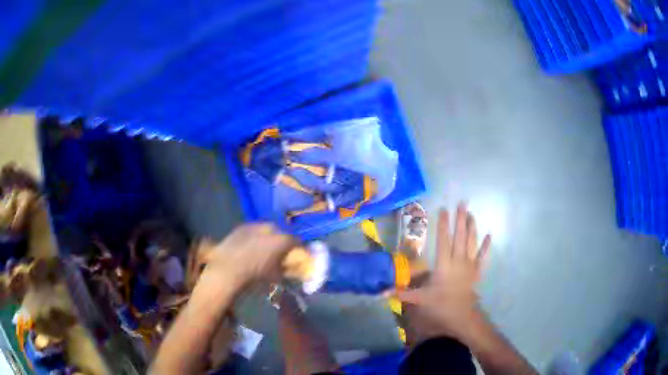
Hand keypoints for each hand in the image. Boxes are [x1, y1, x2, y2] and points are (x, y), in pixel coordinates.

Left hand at [195, 224, 296, 289]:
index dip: (299, 249)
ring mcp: (254, 226)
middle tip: (280, 253)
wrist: (228, 269)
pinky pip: (253, 230)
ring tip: (264, 250)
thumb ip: (290, 270)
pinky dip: (255, 237)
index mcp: (282, 240)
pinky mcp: (241, 227)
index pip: (297, 241)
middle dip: (283, 242)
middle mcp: (271, 228)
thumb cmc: (256, 275)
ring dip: (268, 238)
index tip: (298, 256)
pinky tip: (250, 247)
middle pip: (282, 233)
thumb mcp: (277, 276)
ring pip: (267, 230)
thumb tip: (298, 270)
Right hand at [396, 201, 490, 339]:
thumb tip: (380, 292)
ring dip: (472, 227)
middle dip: (460, 219)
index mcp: (444, 264)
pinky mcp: (477, 271)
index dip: (443, 224)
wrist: (462, 315)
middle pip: (460, 236)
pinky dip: (486, 246)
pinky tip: (489, 236)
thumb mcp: (420, 299)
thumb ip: (401, 293)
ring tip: (472, 214)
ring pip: (472, 242)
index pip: (443, 240)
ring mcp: (470, 265)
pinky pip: (483, 256)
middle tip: (462, 203)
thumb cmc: (440, 305)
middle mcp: (458, 260)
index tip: (443, 209)